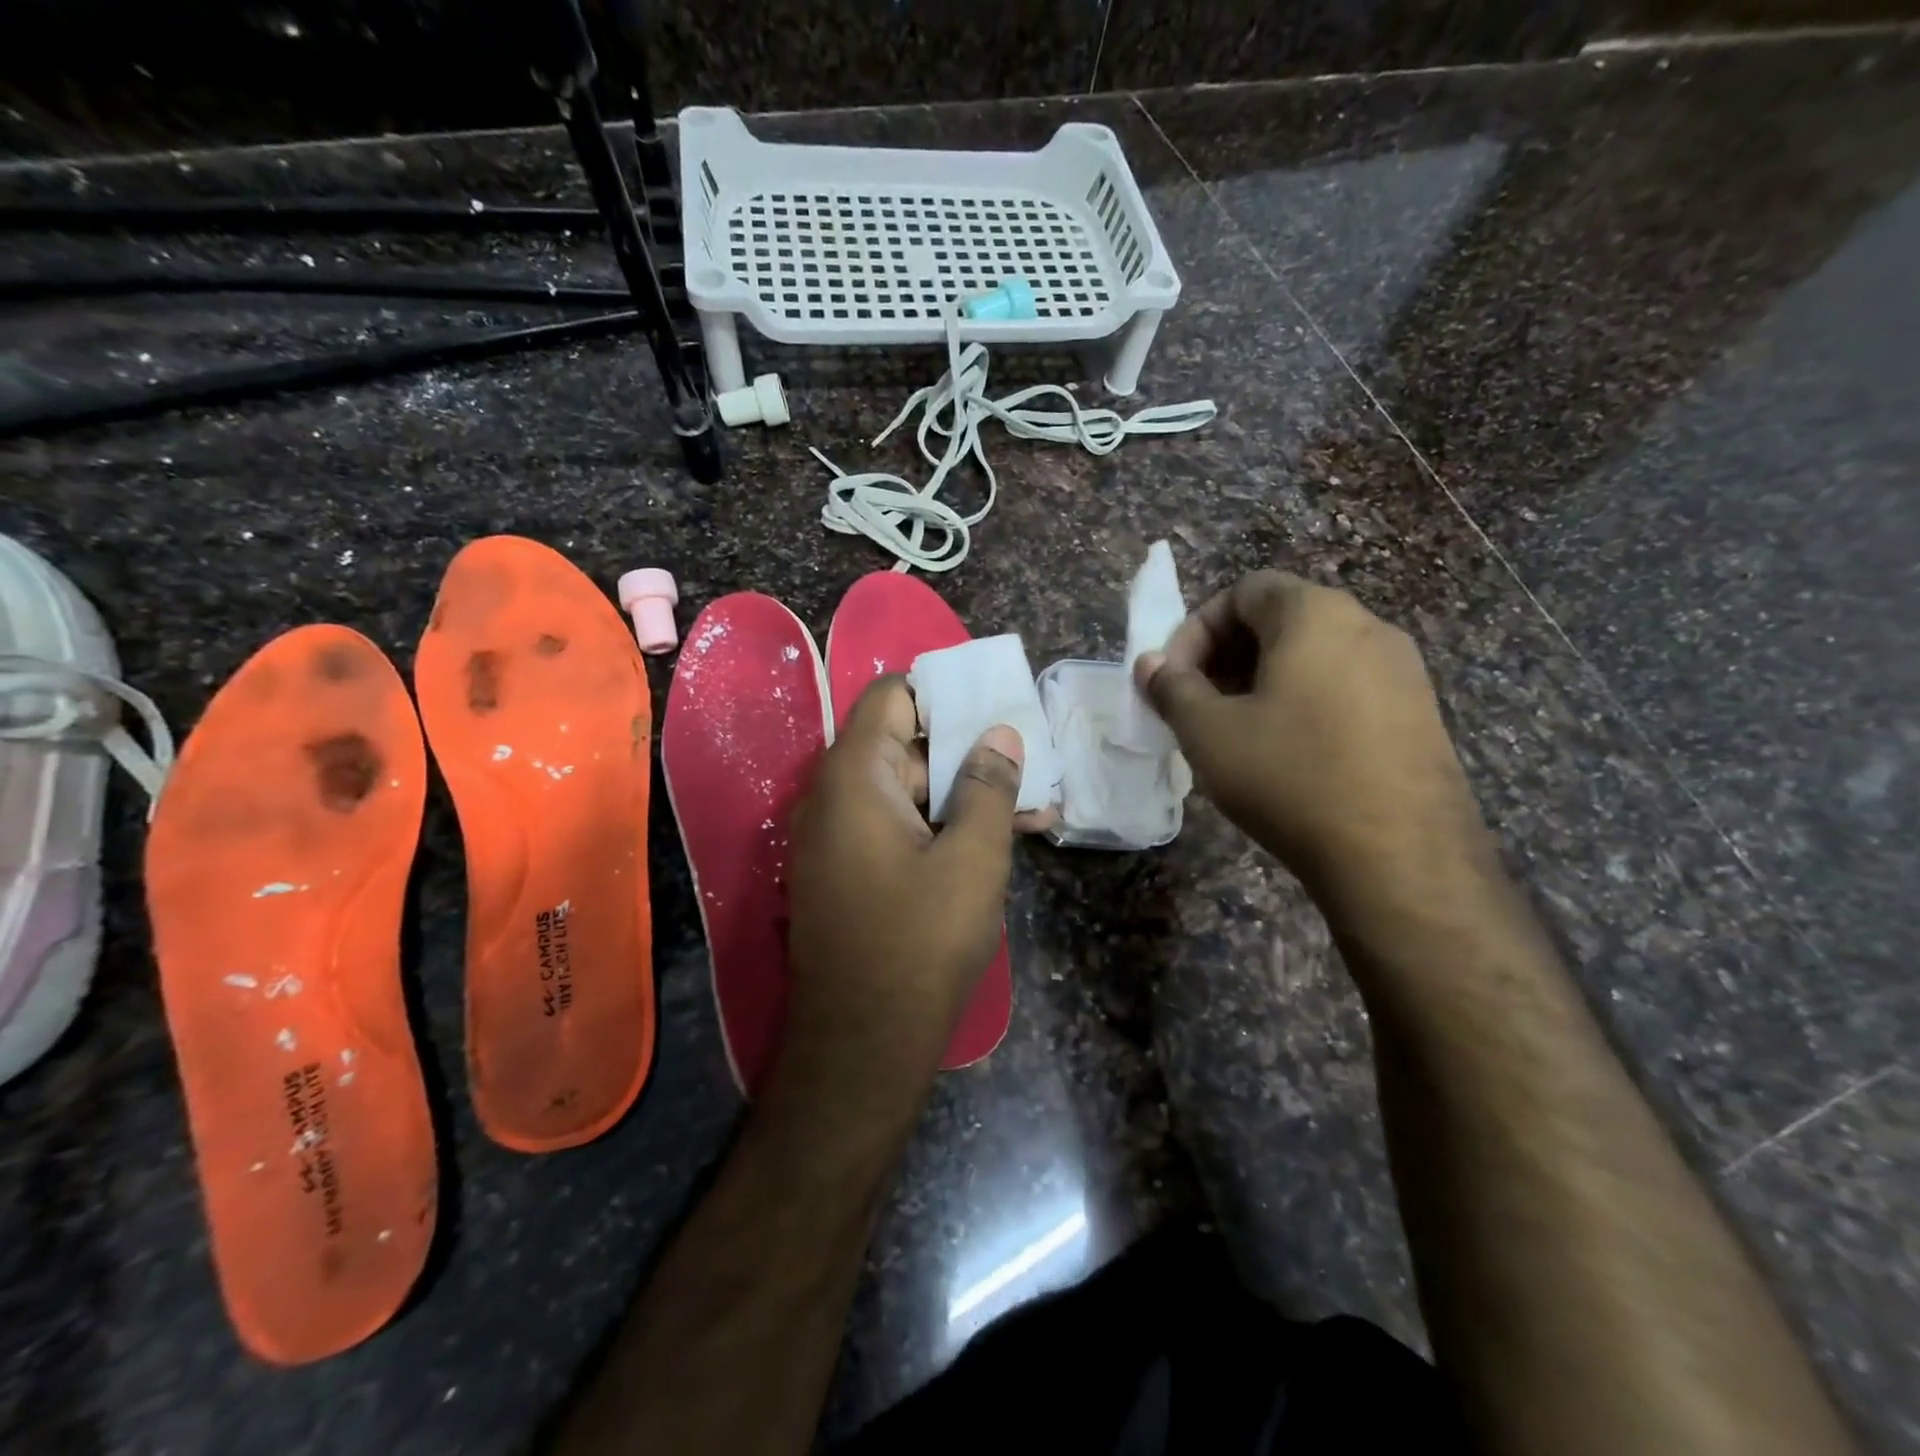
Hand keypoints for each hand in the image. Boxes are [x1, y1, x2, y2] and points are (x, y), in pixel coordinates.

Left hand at [782, 676, 1022, 1081]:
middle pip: (906, 745)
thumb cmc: (919, 943)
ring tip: (1035, 808)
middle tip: (1031, 764)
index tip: (995, 706)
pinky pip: (899, 828)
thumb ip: (987, 786)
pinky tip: (1000, 841)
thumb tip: (999, 734)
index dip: (944, 694)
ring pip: (910, 792)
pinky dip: (942, 827)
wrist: (862, 1046)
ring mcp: (839, 837)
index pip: (892, 697)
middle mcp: (834, 796)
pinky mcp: (850, 872)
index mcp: (854, 776)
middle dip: (970, 752)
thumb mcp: (972, 858)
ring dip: (967, 796)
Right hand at [1136, 571, 1486, 895]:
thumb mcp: (1209, 732)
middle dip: (1226, 655)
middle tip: (1198, 704)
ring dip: (1263, 681)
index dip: (1196, 629)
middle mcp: (1368, 626)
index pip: (1244, 590)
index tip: (1174, 678)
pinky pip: (1347, 687)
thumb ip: (1172, 689)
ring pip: (1315, 655)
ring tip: (1237, 731)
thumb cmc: (1290, 776)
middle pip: (1281, 619)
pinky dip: (1305, 703)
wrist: (1400, 856)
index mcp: (1315, 614)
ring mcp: (1403, 671)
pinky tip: (1288, 753)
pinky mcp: (1420, 714)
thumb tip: (1150, 665)